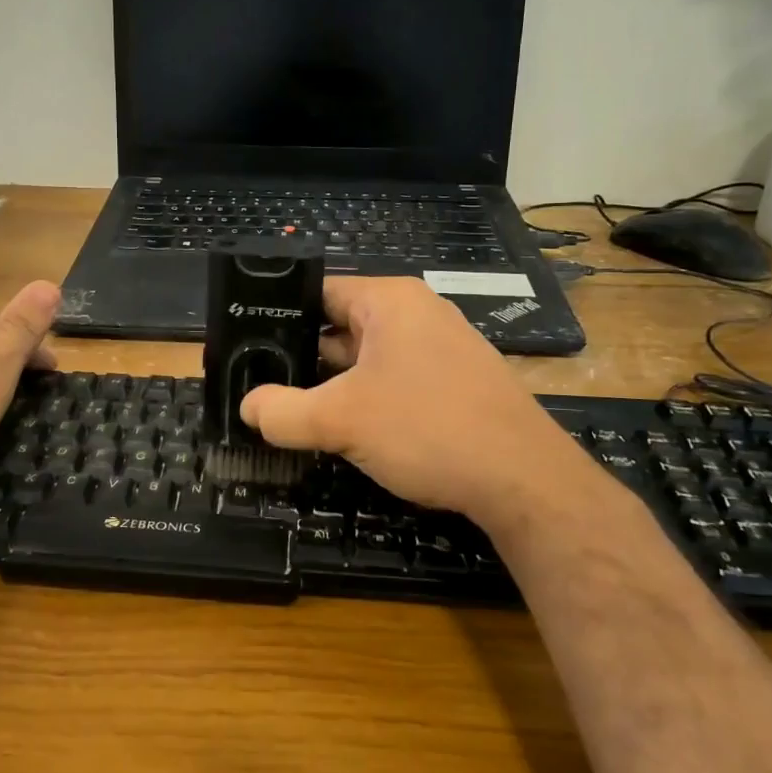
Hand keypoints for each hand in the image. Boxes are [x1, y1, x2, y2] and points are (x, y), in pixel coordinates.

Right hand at [238, 277, 590, 532]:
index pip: (318, 292)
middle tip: (262, 382)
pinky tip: (348, 428)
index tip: (247, 344)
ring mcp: (441, 347)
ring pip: (368, 357)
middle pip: (341, 325)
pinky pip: (396, 379)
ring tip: (294, 408)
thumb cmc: (428, 428)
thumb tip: (247, 407)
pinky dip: (368, 398)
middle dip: (305, 356)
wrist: (525, 480)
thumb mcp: (341, 420)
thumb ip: (284, 412)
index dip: (279, 315)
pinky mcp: (456, 382)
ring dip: (335, 382)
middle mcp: (418, 313)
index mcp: (390, 301)